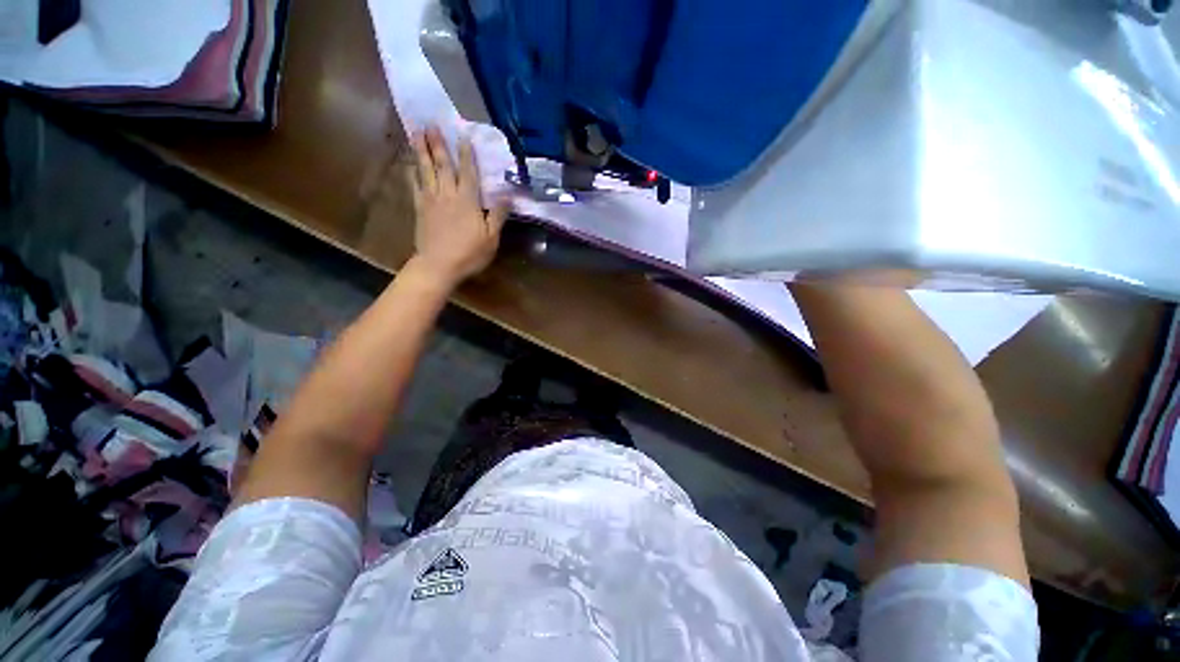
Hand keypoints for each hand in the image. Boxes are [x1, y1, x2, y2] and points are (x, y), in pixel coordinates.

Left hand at [409, 125, 509, 287]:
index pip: (468, 172)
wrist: (439, 265)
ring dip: (421, 150)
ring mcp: (431, 200)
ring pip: (425, 170)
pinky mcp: (419, 209)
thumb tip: (507, 195)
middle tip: (430, 123)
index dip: (466, 154)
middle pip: (442, 165)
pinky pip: (414, 185)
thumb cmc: (469, 253)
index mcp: (467, 200)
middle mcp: (448, 194)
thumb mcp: (491, 237)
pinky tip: (408, 163)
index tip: (462, 135)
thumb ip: (498, 215)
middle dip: (437, 143)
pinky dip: (411, 172)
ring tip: (416, 133)